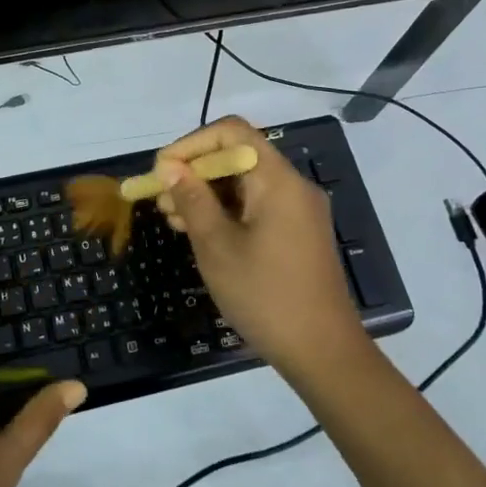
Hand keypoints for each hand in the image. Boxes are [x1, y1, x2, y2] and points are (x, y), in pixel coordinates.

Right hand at [153, 116, 368, 382]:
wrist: (324, 354)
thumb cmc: (265, 296)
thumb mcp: (217, 246)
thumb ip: (192, 199)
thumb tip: (169, 167)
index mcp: (277, 179)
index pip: (231, 132)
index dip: (192, 143)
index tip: (163, 170)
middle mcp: (292, 185)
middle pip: (237, 155)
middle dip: (195, 171)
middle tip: (161, 198)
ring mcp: (298, 209)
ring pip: (244, 182)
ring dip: (207, 192)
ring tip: (173, 218)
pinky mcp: (298, 232)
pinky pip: (256, 204)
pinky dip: (226, 210)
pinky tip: (200, 231)